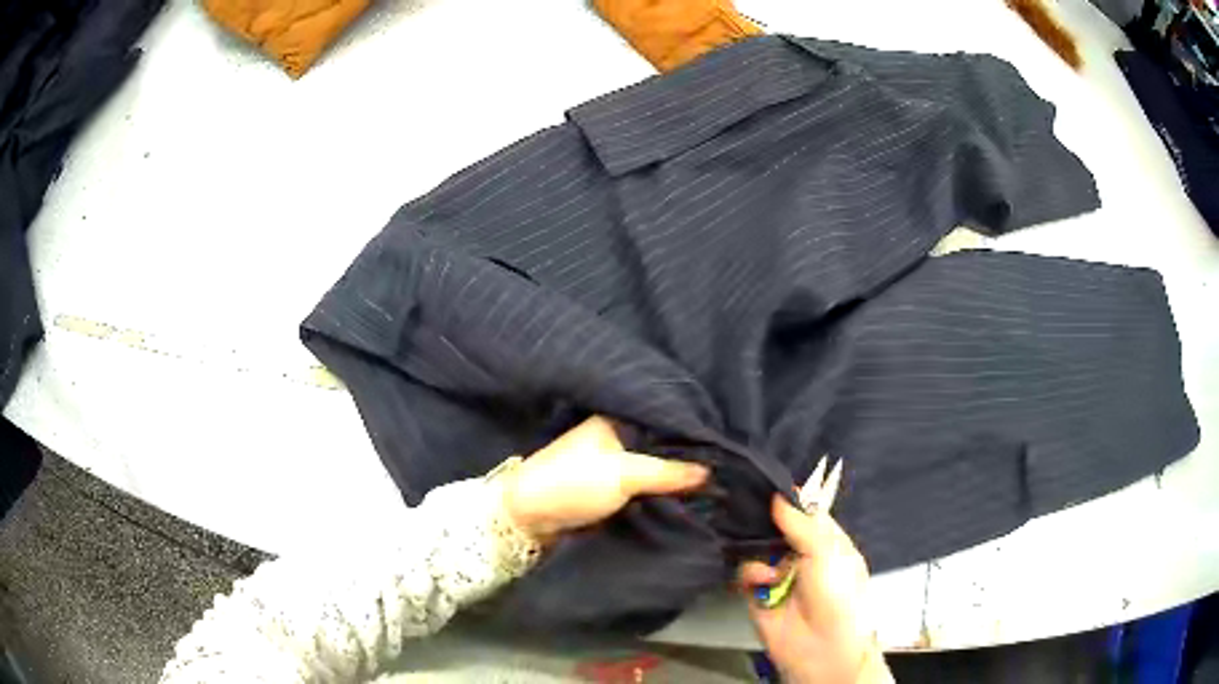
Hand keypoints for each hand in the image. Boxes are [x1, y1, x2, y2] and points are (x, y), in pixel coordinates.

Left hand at [501, 416, 709, 540]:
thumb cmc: (573, 484)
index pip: (666, 420)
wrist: (529, 519)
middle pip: (664, 446)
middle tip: (732, 464)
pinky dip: (665, 492)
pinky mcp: (614, 489)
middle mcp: (619, 437)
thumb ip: (669, 472)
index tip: (728, 443)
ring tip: (723, 480)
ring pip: (658, 468)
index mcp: (617, 420)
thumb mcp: (624, 474)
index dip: (694, 432)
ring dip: (679, 477)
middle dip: (690, 457)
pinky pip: (648, 487)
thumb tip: (712, 472)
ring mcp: (616, 465)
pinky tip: (693, 496)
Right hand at [738, 497, 892, 683]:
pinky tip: (763, 579)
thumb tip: (779, 495)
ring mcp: (778, 572)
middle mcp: (800, 552)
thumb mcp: (827, 552)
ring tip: (761, 550)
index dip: (788, 496)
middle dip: (763, 518)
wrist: (820, 647)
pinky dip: (751, 572)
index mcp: (826, 539)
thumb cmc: (837, 594)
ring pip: (756, 546)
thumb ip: (801, 523)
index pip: (804, 510)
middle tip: (746, 504)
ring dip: (756, 547)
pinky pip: (745, 571)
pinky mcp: (757, 592)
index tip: (764, 479)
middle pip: (776, 525)